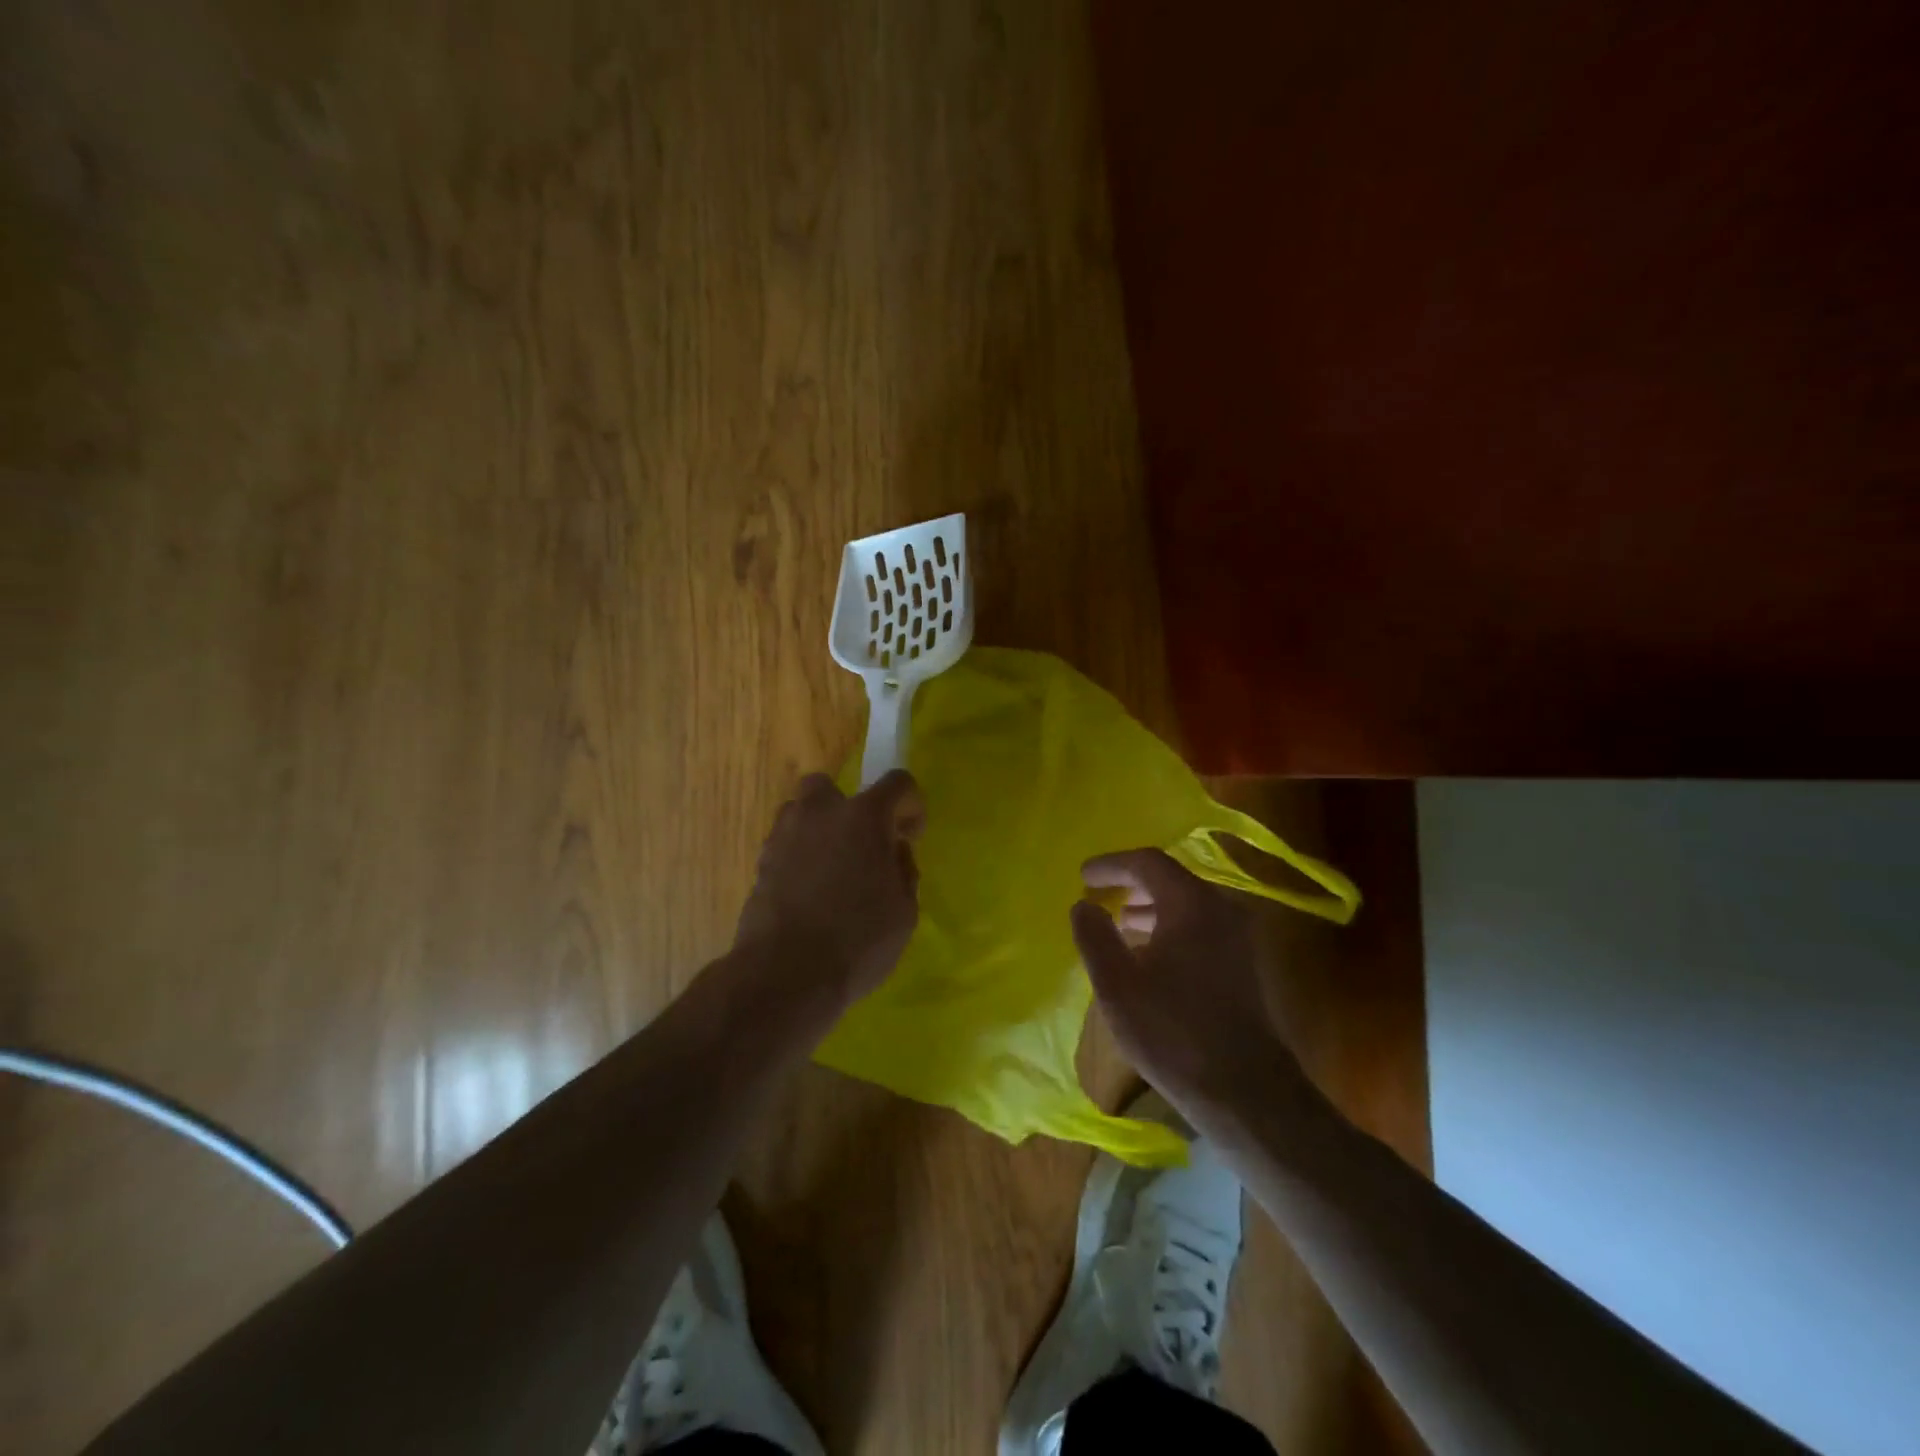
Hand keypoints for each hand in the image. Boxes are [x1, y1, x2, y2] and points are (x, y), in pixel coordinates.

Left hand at [734, 769, 924, 1006]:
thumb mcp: (905, 911)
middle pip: (830, 786)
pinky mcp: (760, 864)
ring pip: (800, 812)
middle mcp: (820, 813)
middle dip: (847, 806)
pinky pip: (785, 845)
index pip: (897, 782)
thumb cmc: (858, 940)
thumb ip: (904, 870)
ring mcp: (784, 836)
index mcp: (864, 816)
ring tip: (831, 867)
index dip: (910, 805)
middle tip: (861, 842)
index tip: (911, 835)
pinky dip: (798, 857)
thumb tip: (894, 852)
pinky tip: (809, 891)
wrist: (786, 975)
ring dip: (818, 829)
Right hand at [1070, 849, 1314, 1132]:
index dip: (1112, 865)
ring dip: (1151, 907)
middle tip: (1100, 895)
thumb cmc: (1172, 1031)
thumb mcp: (1117, 984)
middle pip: (1171, 879)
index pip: (1148, 863)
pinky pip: (1201, 926)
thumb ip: (1095, 936)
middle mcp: (1222, 909)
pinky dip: (1171, 926)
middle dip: (1132, 884)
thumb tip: (1084, 905)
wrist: (1244, 1090)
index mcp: (1192, 904)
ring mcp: (1239, 937)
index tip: (1084, 876)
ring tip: (1121, 923)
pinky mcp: (1244, 964)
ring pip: (1188, 904)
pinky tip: (1152, 954)